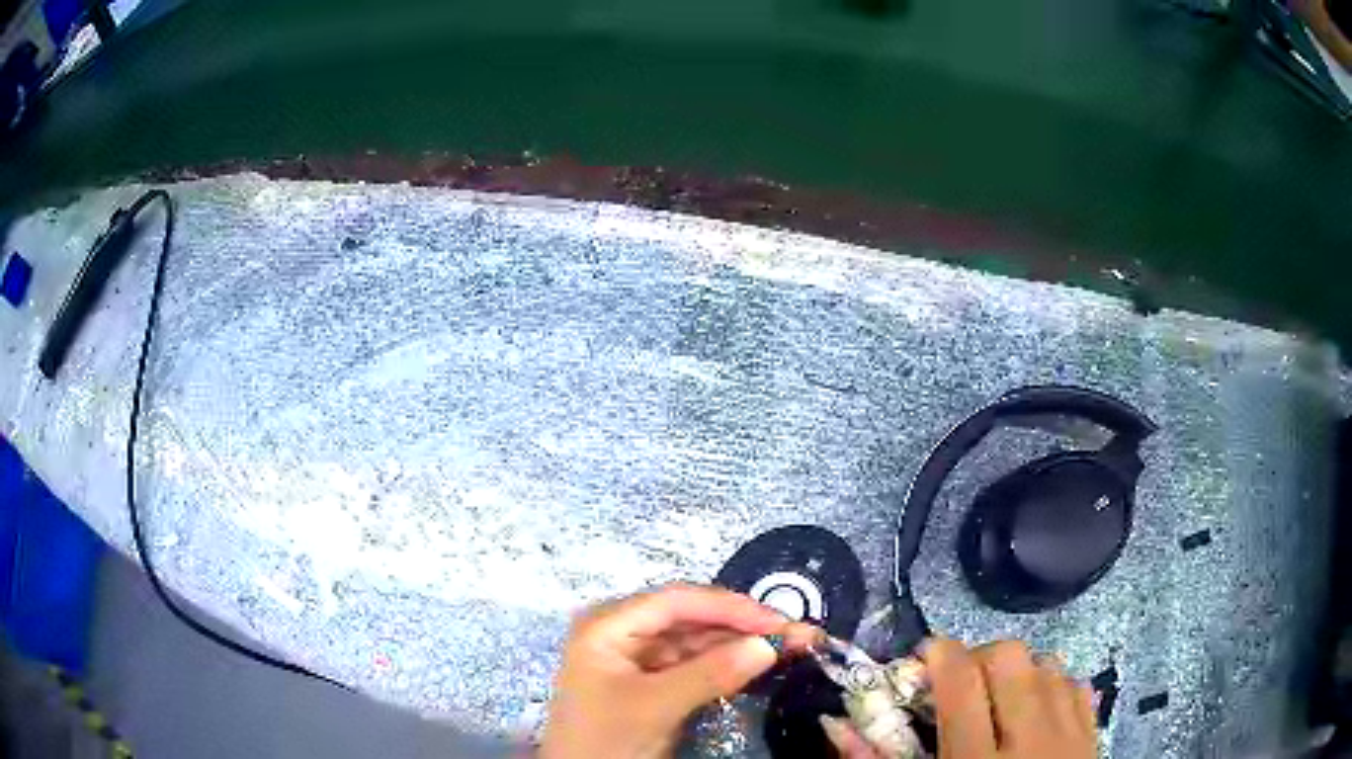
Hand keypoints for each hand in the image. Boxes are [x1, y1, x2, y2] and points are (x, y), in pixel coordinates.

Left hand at [540, 584, 819, 758]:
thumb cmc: (605, 739)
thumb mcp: (655, 706)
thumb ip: (710, 673)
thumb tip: (768, 645)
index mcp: (609, 624)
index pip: (678, 602)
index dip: (731, 607)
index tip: (779, 621)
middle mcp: (623, 632)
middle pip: (692, 619)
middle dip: (744, 626)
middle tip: (797, 635)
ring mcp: (638, 659)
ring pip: (699, 642)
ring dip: (742, 645)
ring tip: (791, 647)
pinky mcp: (652, 683)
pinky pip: (695, 665)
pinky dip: (728, 666)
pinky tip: (760, 666)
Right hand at [823, 639, 1095, 758]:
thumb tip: (836, 723)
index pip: (961, 681)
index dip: (939, 654)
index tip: (926, 657)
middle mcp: (1028, 740)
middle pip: (1008, 658)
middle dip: (978, 658)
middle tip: (960, 682)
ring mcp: (1068, 734)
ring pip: (1045, 662)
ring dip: (1016, 670)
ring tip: (998, 698)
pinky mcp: (1091, 735)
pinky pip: (1073, 682)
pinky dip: (1050, 683)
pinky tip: (1035, 710)